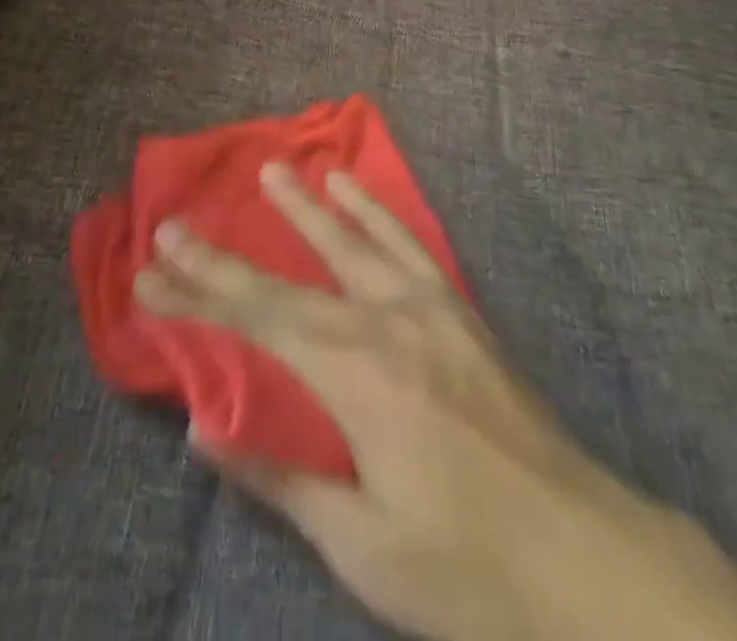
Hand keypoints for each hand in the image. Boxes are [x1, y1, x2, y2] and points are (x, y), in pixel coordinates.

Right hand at [136, 164, 736, 640]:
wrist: (586, 557)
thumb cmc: (467, 567)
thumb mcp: (363, 544)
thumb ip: (282, 478)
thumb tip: (204, 432)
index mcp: (358, 375)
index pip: (259, 323)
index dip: (200, 296)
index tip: (150, 273)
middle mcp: (388, 320)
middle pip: (293, 278)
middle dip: (228, 254)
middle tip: (177, 221)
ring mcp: (429, 307)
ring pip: (354, 241)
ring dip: (308, 206)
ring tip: (275, 169)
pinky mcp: (459, 310)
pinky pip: (407, 244)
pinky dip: (374, 211)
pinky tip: (354, 189)